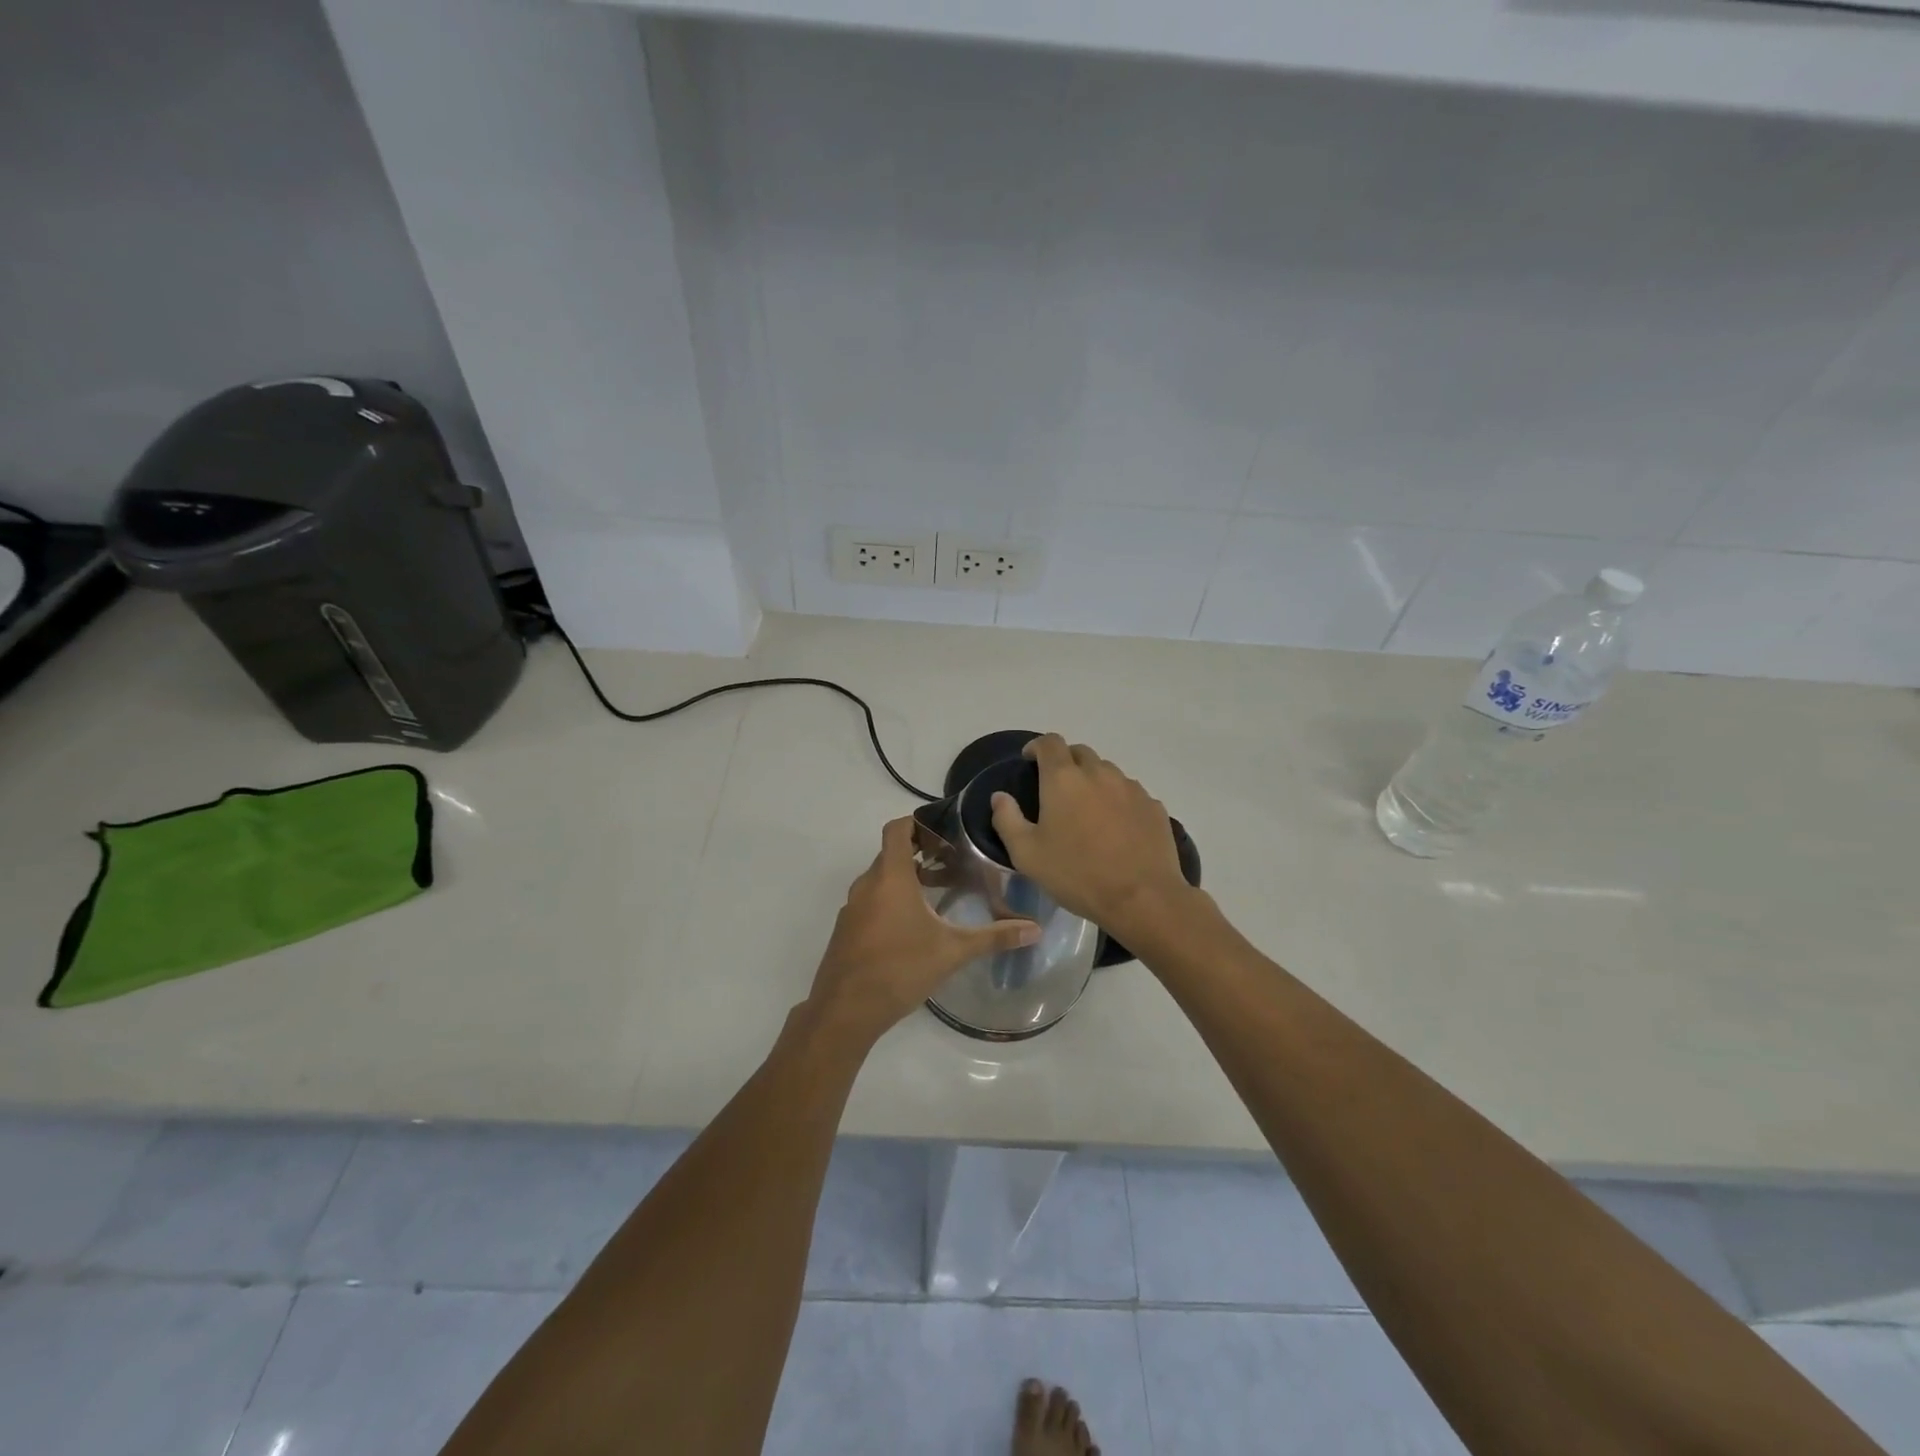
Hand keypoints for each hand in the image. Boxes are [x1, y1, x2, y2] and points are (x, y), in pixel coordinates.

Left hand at [807, 816, 1040, 1042]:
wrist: (844, 1010)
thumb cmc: (900, 969)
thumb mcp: (952, 952)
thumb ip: (993, 937)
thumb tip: (1036, 929)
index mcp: (890, 877)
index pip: (897, 829)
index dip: (919, 822)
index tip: (945, 831)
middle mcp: (867, 884)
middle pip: (891, 854)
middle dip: (921, 853)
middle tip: (953, 863)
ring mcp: (852, 907)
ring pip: (880, 879)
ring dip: (906, 879)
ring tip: (938, 893)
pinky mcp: (846, 929)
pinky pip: (870, 901)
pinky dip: (890, 900)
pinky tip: (913, 926)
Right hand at [990, 734, 1193, 943]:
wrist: (1142, 898)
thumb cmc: (1077, 874)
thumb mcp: (1027, 854)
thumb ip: (1007, 819)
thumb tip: (1000, 796)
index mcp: (1064, 779)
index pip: (1050, 743)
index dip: (1037, 747)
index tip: (1030, 761)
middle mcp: (1099, 773)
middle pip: (1080, 753)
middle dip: (1065, 762)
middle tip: (1057, 789)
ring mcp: (1130, 788)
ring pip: (1107, 772)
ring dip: (1093, 781)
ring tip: (1088, 810)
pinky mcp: (1153, 806)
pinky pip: (1129, 793)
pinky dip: (1117, 800)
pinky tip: (1116, 827)